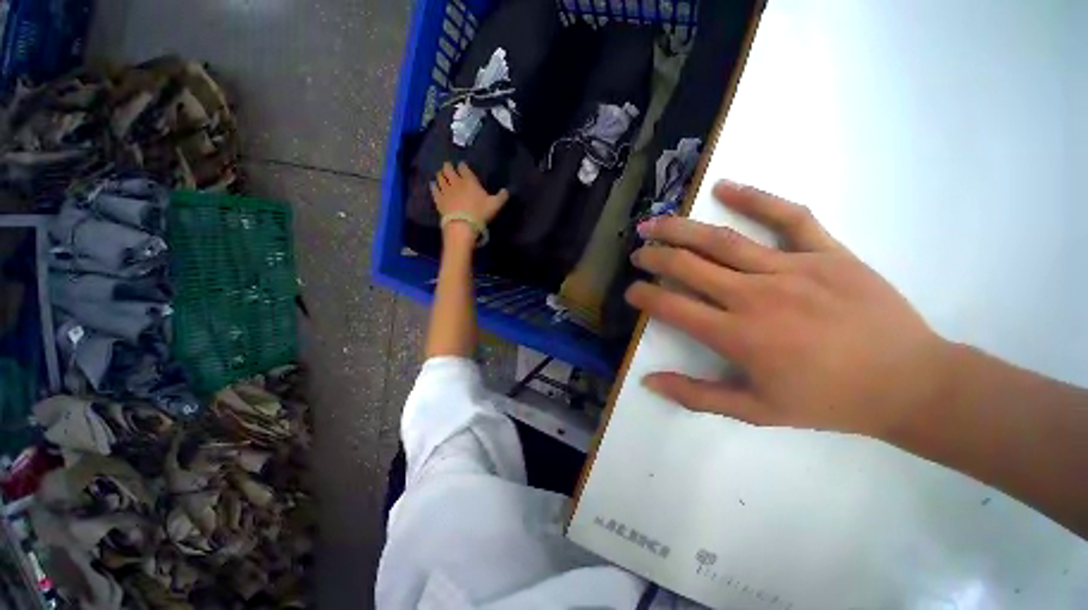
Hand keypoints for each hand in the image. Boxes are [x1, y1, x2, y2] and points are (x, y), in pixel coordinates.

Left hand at [430, 161, 509, 225]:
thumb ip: (502, 196)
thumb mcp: (496, 205)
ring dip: (440, 174)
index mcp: (469, 180)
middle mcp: (455, 182)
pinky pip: (434, 190)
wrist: (462, 225)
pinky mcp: (438, 200)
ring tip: (440, 174)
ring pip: (440, 177)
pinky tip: (433, 185)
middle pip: (448, 169)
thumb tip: (506, 190)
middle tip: (448, 166)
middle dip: (448, 166)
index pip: (463, 167)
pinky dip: (433, 186)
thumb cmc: (480, 213)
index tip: (462, 166)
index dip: (462, 166)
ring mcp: (445, 190)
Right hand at [627, 181, 953, 441]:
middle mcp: (754, 296)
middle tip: (637, 253)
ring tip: (653, 223)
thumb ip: (696, 395)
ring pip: (721, 240)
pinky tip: (723, 187)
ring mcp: (791, 269)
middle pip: (687, 266)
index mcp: (736, 335)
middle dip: (653, 257)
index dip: (643, 296)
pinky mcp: (826, 252)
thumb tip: (649, 381)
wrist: (908, 383)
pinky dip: (754, 197)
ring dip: (679, 229)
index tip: (631, 292)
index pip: (670, 306)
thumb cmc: (827, 401)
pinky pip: (787, 217)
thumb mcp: (756, 411)